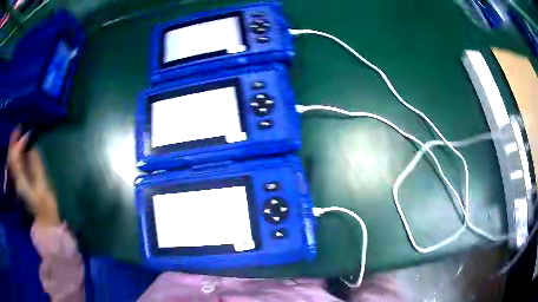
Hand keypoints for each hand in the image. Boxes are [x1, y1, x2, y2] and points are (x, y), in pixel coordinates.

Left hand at [7, 127, 59, 226]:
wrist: (45, 219)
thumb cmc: (45, 202)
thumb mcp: (42, 184)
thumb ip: (36, 165)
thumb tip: (32, 148)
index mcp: (20, 180)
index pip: (15, 157)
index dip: (19, 143)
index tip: (27, 133)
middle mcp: (16, 179)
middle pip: (11, 157)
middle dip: (14, 141)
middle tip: (19, 129)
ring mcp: (17, 181)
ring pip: (11, 160)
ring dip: (14, 147)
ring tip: (19, 135)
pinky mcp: (20, 182)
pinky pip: (14, 165)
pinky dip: (16, 154)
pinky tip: (20, 150)